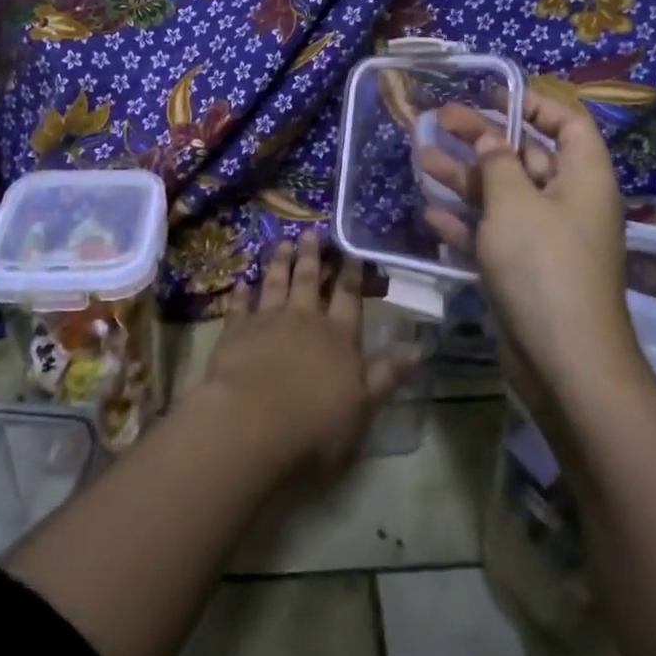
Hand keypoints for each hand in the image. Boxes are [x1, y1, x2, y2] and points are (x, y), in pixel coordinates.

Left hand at [203, 230, 419, 475]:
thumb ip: (388, 374)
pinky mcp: (235, 331)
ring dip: (280, 263)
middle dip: (312, 256)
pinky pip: (239, 305)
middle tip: (312, 231)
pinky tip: (242, 281)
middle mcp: (304, 320)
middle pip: (309, 281)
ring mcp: (267, 321)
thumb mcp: (363, 406)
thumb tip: (420, 347)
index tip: (352, 250)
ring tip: (283, 242)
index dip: (352, 273)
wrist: (251, 424)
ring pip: (276, 284)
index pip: (349, 298)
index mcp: (338, 337)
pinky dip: (242, 292)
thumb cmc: (315, 425)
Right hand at [418, 94, 645, 406]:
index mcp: (584, 178)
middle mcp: (568, 203)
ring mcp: (546, 239)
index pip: (568, 124)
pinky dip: (465, 221)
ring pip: (502, 195)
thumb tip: (492, 140)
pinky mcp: (525, 270)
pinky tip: (431, 211)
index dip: (534, 104)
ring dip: (464, 177)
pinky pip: (493, 234)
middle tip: (437, 120)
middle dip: (482, 138)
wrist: (564, 362)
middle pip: (526, 156)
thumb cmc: (544, 267)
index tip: (492, 96)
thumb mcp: (515, 204)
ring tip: (420, 157)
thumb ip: (498, 164)